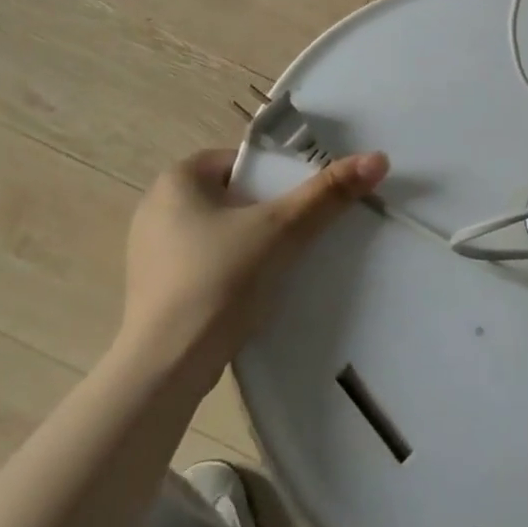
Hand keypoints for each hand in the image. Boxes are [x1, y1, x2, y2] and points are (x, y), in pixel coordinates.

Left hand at [116, 147, 389, 389]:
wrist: (166, 368)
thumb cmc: (219, 280)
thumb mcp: (282, 229)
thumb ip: (328, 192)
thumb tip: (378, 158)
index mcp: (177, 179)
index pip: (241, 162)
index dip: (276, 177)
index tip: (301, 203)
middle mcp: (155, 206)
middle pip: (232, 195)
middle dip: (265, 211)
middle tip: (298, 232)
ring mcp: (149, 251)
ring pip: (218, 231)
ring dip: (249, 242)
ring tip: (280, 263)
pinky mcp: (153, 288)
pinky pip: (203, 262)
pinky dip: (228, 269)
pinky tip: (250, 292)